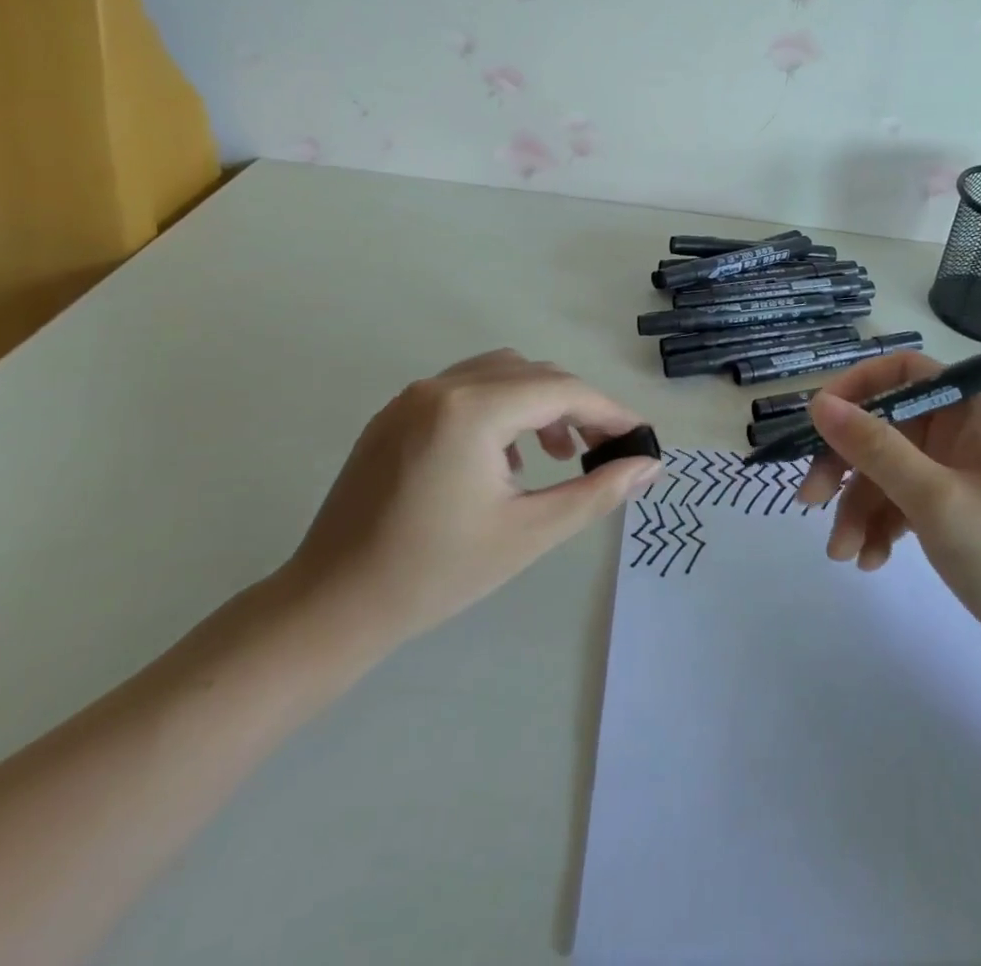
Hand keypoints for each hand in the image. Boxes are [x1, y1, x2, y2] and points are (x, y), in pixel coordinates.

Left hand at [278, 349, 661, 657]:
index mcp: (472, 410)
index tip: (639, 436)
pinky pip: (464, 390)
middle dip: (577, 405)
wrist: (331, 606)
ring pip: (500, 374)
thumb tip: (649, 465)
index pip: (560, 390)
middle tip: (604, 448)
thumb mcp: (529, 533)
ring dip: (539, 402)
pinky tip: (504, 458)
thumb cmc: (436, 574)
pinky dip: (500, 408)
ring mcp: (412, 397)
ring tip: (557, 453)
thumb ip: (597, 492)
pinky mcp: (395, 415)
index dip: (608, 410)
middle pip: (533, 374)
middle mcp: (441, 387)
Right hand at [796, 353, 980, 697]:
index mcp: (972, 409)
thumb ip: (873, 447)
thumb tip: (818, 403)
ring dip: (859, 507)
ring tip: (842, 553)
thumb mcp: (934, 498)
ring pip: (888, 470)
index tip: (820, 420)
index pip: (903, 371)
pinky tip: (870, 561)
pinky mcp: (954, 513)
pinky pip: (902, 503)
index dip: (857, 387)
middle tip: (810, 499)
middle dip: (846, 463)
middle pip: (886, 425)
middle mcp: (963, 431)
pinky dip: (881, 526)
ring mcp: (958, 474)